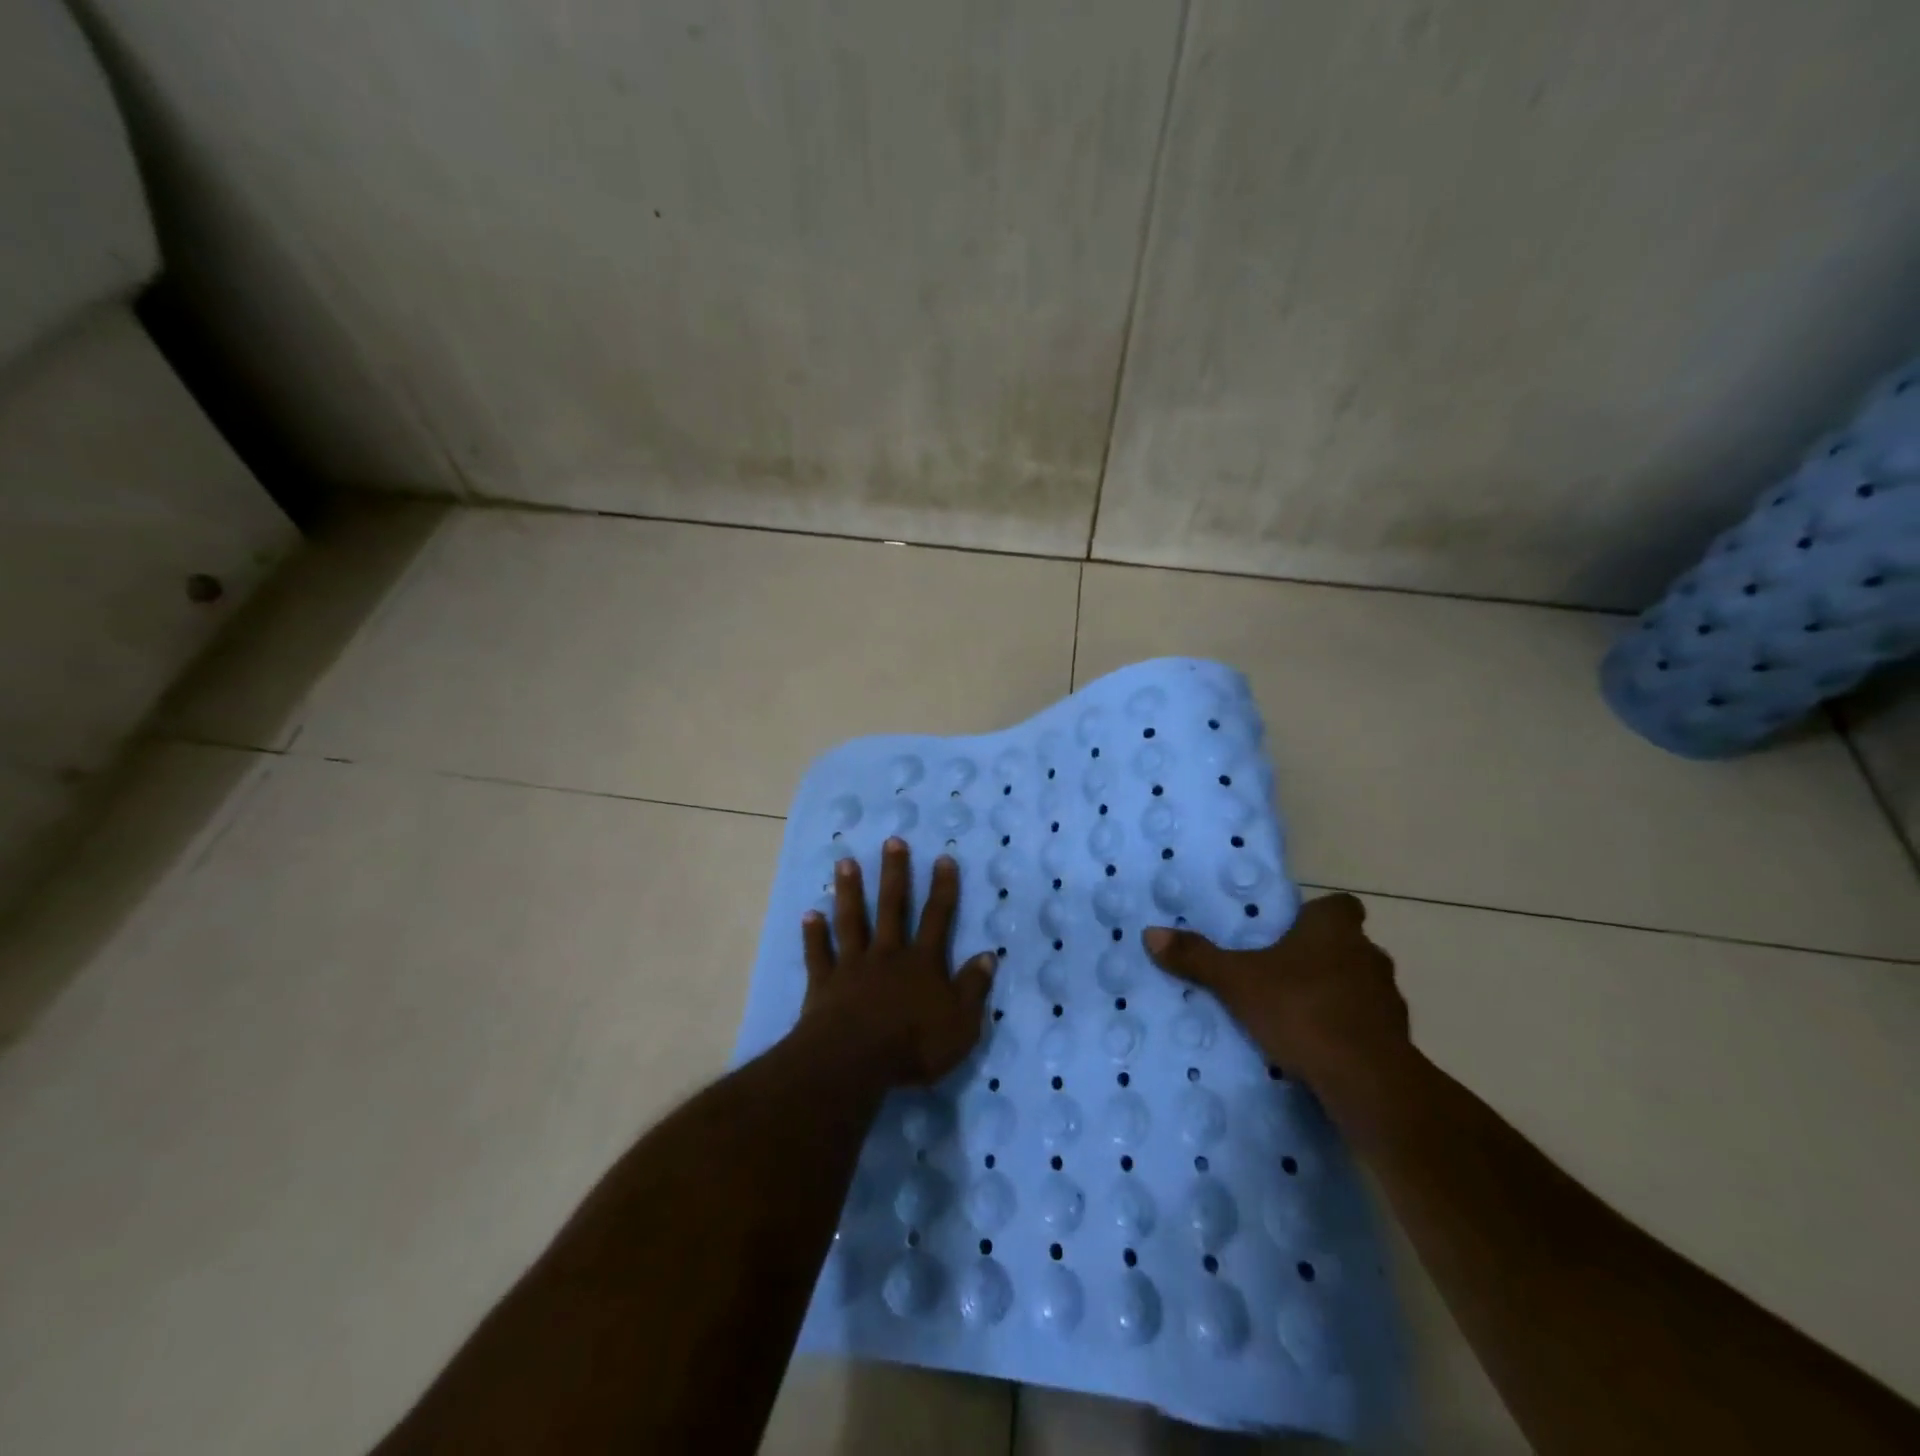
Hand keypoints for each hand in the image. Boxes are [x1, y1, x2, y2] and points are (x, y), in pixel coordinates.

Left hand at [797, 838, 995, 1087]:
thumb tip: (988, 955)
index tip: (942, 858)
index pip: (937, 918)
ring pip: (852, 921)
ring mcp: (853, 966)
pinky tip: (809, 913)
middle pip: (892, 907)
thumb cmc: (914, 1045)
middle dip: (894, 874)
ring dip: (850, 891)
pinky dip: (813, 934)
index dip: (942, 888)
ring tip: (845, 862)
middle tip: (892, 841)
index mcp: (922, 963)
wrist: (853, 1060)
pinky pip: (818, 954)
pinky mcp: (824, 984)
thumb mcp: (961, 1023)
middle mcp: (888, 954)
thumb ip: (973, 988)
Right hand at [1142, 893, 1408, 1098]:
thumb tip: (1150, 933)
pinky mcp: (1397, 1041)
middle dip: (1321, 957)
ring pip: (1360, 986)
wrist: (1367, 1080)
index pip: (1340, 906)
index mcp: (1334, 929)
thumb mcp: (1236, 981)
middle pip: (1348, 946)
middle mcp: (1369, 955)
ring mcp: (1389, 999)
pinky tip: (1320, 1049)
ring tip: (1298, 1015)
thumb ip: (1197, 957)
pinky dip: (1348, 1032)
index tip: (1293, 931)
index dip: (1318, 915)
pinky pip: (1368, 1026)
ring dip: (1337, 995)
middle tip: (1283, 974)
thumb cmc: (1301, 1009)